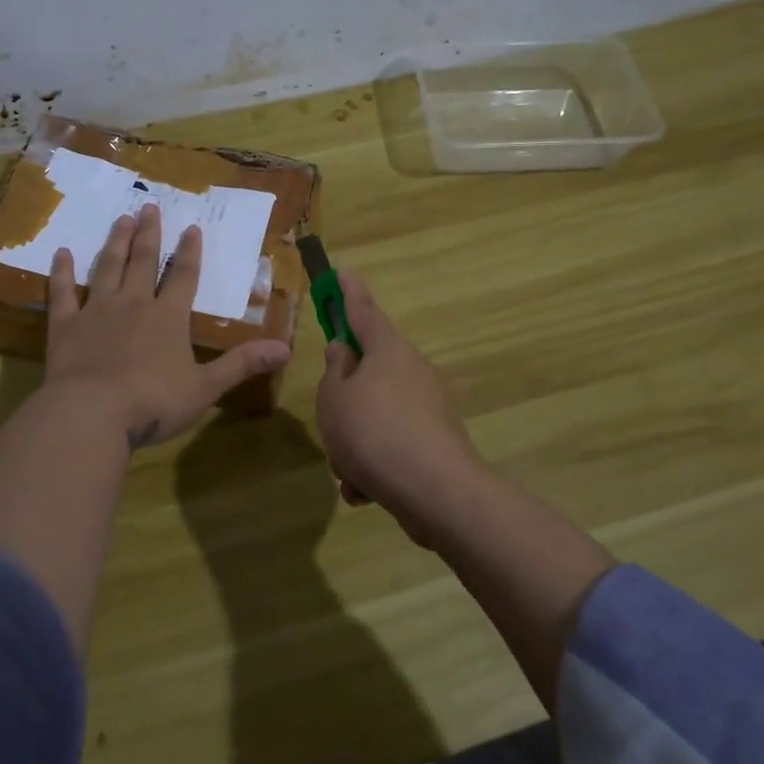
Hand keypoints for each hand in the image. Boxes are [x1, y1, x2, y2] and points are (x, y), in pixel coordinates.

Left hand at [45, 204, 291, 448]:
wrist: (93, 413)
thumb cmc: (154, 401)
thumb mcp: (206, 387)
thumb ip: (242, 364)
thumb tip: (286, 349)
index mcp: (168, 317)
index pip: (183, 276)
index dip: (189, 251)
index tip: (191, 227)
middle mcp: (133, 304)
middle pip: (142, 261)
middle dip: (147, 234)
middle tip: (148, 207)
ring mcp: (96, 311)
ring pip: (107, 268)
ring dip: (115, 243)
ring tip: (120, 219)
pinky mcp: (65, 326)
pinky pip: (62, 293)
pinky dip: (61, 273)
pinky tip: (61, 253)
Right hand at [316, 269, 486, 543]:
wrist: (435, 491)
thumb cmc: (372, 431)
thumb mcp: (334, 397)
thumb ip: (334, 371)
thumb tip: (344, 352)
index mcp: (388, 350)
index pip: (363, 310)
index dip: (348, 292)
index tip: (341, 271)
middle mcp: (412, 371)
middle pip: (368, 371)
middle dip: (344, 400)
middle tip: (329, 419)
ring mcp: (427, 407)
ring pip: (375, 415)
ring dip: (354, 441)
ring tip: (346, 470)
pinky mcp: (434, 443)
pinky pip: (391, 445)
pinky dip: (374, 466)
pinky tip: (365, 491)